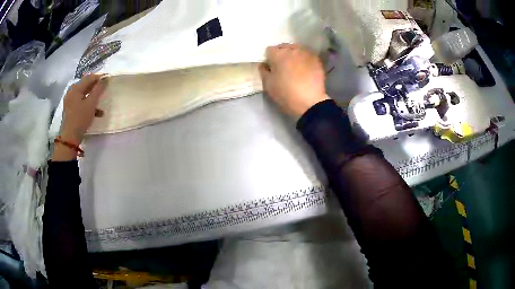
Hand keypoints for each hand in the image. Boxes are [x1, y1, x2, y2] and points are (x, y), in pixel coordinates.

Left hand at [52, 74, 105, 160]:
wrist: (69, 138)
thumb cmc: (80, 119)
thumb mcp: (91, 104)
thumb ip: (98, 89)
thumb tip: (105, 78)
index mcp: (75, 88)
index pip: (89, 77)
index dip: (99, 77)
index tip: (109, 79)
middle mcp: (71, 92)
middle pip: (86, 85)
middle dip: (96, 87)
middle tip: (105, 89)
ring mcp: (70, 101)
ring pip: (84, 95)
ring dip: (93, 97)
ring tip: (101, 102)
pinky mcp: (70, 110)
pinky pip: (81, 102)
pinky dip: (88, 105)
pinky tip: (95, 112)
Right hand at [259, 44, 329, 117]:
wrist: (310, 101)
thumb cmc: (285, 93)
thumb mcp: (268, 84)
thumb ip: (263, 71)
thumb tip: (264, 65)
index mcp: (278, 54)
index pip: (269, 50)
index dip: (269, 58)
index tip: (271, 67)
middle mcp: (292, 49)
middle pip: (284, 47)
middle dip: (282, 54)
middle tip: (283, 67)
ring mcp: (306, 53)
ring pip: (297, 50)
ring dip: (294, 55)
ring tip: (295, 67)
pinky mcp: (316, 59)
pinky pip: (307, 55)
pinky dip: (305, 59)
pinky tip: (305, 69)